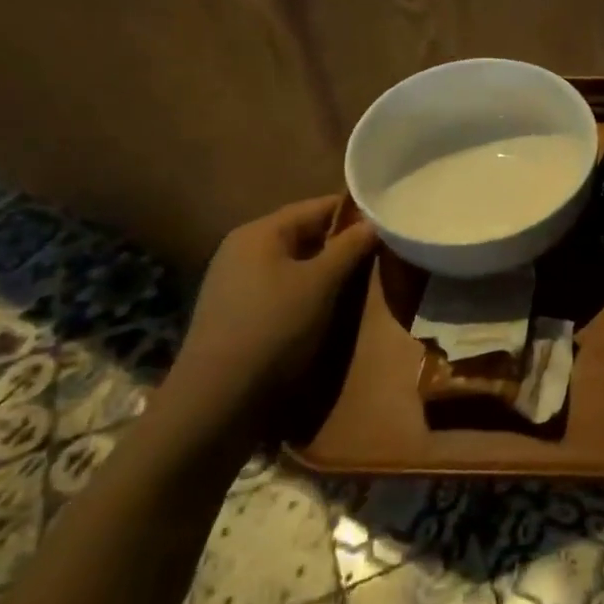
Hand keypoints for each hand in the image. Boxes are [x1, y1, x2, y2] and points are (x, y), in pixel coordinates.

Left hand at [162, 196, 377, 443]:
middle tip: (379, 253)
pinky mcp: (234, 310)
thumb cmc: (274, 327)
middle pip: (304, 233)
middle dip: (341, 242)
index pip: (317, 206)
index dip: (354, 212)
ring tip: (359, 280)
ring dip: (324, 269)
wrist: (216, 397)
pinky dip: (305, 289)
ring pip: (293, 262)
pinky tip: (325, 306)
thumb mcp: (321, 283)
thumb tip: (374, 223)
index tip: (387, 222)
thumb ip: (349, 247)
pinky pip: (280, 286)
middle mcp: (242, 248)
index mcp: (260, 232)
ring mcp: (234, 280)